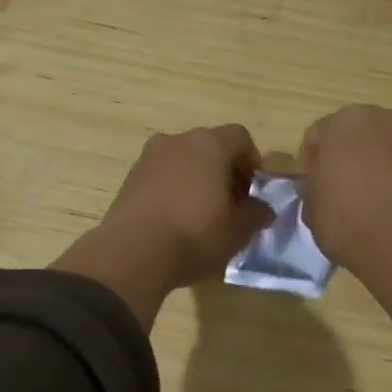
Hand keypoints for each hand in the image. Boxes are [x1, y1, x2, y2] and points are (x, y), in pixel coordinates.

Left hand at [52, 125, 274, 328]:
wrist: (133, 253)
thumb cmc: (195, 235)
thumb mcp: (238, 231)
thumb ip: (256, 215)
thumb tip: (262, 210)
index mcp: (208, 144)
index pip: (240, 138)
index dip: (251, 163)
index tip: (253, 192)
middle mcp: (177, 141)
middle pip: (209, 147)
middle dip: (223, 172)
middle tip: (230, 205)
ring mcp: (148, 158)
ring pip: (182, 162)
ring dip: (196, 181)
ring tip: (201, 216)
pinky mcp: (129, 179)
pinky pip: (161, 178)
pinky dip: (172, 191)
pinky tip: (175, 222)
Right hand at [298, 105, 391, 274]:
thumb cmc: (345, 219)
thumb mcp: (310, 207)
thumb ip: (313, 186)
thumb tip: (322, 185)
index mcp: (342, 121)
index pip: (316, 137)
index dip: (310, 164)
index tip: (312, 188)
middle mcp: (379, 118)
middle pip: (353, 135)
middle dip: (344, 156)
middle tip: (338, 188)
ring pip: (380, 147)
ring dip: (371, 164)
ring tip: (366, 197)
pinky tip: (386, 202)